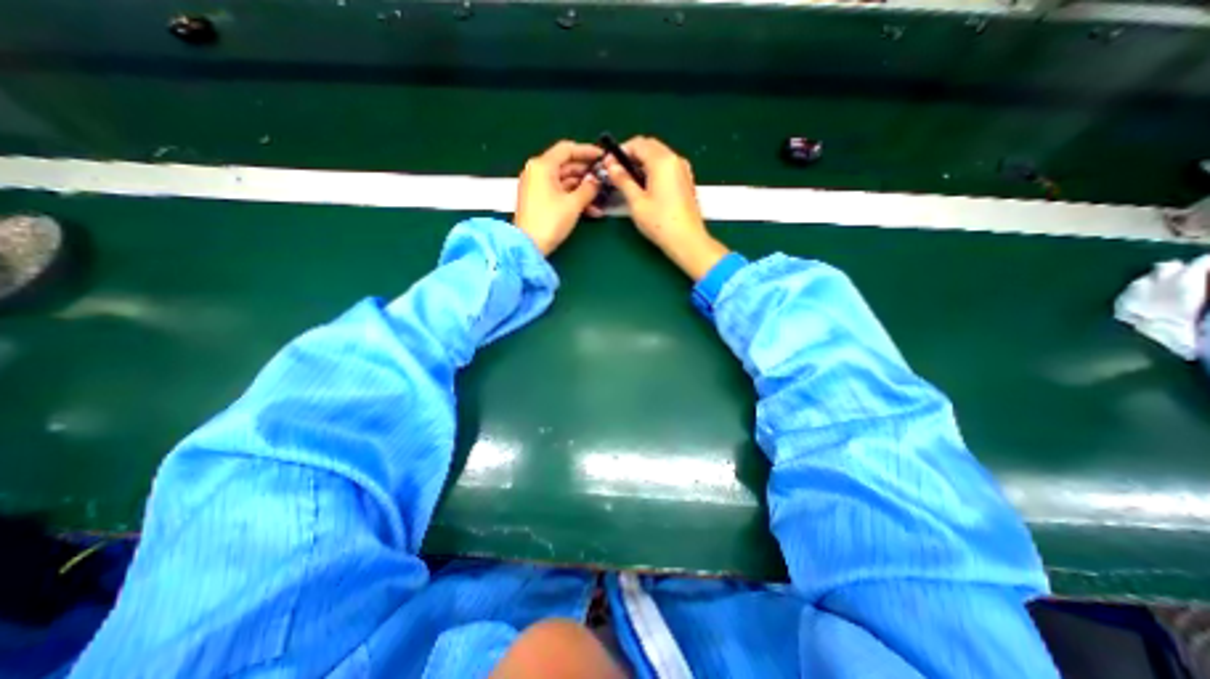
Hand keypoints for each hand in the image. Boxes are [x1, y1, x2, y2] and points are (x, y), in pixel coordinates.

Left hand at [511, 138, 602, 253]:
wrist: (528, 246)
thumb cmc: (550, 221)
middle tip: (604, 179)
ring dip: (583, 189)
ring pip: (565, 182)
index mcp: (542, 166)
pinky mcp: (539, 200)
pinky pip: (559, 193)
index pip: (567, 149)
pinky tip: (590, 210)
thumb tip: (596, 180)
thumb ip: (588, 188)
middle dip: (587, 174)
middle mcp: (537, 172)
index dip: (587, 151)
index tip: (602, 157)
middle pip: (566, 166)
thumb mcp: (573, 204)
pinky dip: (573, 198)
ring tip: (601, 198)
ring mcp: (537, 187)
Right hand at [605, 135, 727, 276]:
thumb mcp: (636, 202)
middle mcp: (675, 160)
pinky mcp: (685, 181)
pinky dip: (653, 170)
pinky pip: (666, 167)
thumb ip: (623, 181)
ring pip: (659, 155)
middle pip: (650, 146)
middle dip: (631, 155)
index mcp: (662, 161)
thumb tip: (612, 167)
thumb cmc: (660, 223)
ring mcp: (683, 170)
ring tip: (628, 180)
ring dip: (642, 162)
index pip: (638, 144)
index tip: (608, 165)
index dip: (620, 151)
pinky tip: (645, 186)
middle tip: (617, 171)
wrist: (687, 240)